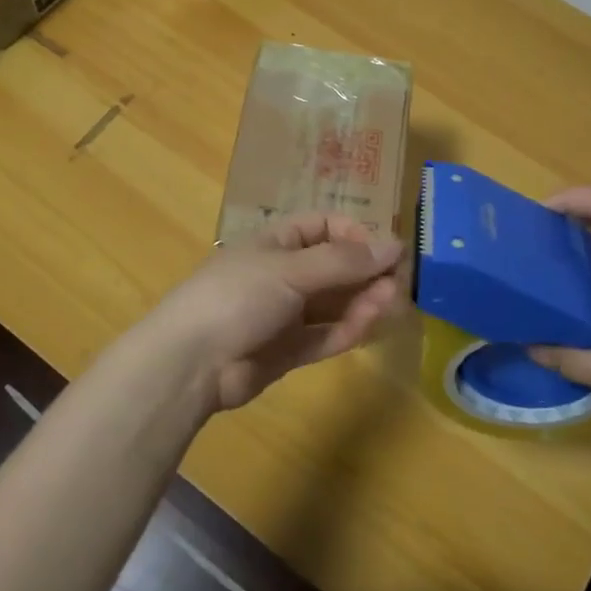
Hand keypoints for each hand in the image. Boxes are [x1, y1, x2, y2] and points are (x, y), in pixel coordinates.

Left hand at [151, 214, 404, 412]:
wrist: (190, 363)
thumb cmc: (238, 296)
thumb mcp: (291, 269)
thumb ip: (344, 261)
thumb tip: (395, 245)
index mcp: (275, 243)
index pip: (323, 227)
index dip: (354, 234)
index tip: (384, 248)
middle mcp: (282, 275)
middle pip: (333, 267)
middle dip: (365, 271)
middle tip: (399, 280)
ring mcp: (284, 314)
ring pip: (333, 304)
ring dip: (362, 301)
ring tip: (391, 301)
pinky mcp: (287, 351)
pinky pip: (324, 336)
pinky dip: (347, 330)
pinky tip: (369, 325)